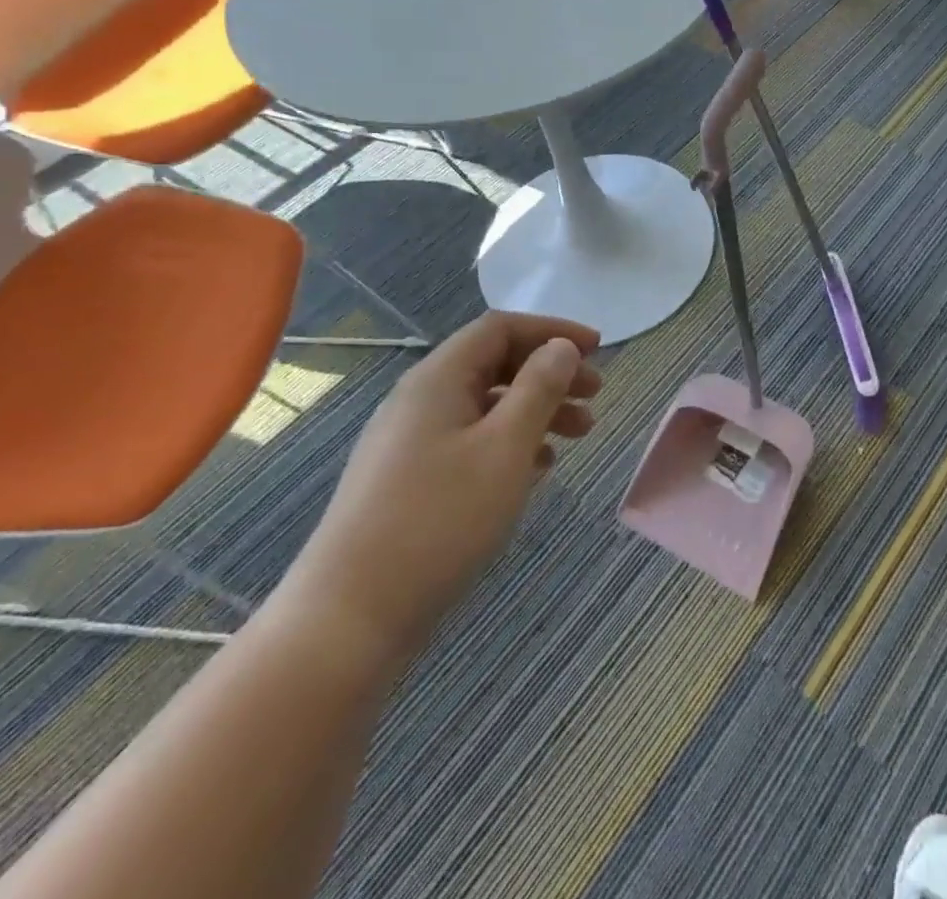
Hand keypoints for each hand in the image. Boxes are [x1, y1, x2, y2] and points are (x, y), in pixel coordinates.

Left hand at [280, 312, 600, 663]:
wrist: (350, 618)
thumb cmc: (439, 520)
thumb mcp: (505, 448)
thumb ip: (539, 389)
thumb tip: (561, 348)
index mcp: (438, 379)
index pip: (500, 328)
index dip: (552, 331)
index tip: (597, 350)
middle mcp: (419, 400)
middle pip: (494, 364)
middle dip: (550, 372)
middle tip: (595, 394)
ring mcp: (409, 442)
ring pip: (485, 406)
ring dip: (536, 410)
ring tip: (579, 434)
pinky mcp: (408, 480)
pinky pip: (470, 441)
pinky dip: (511, 443)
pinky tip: (538, 470)